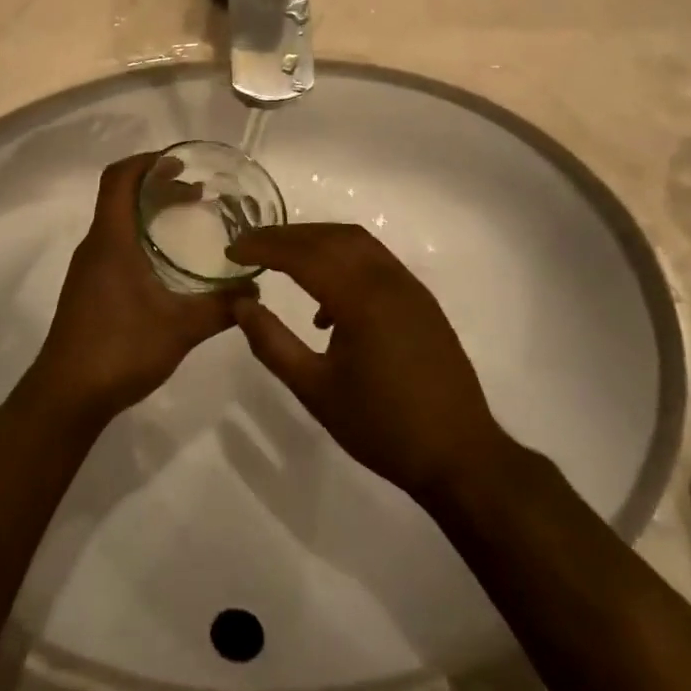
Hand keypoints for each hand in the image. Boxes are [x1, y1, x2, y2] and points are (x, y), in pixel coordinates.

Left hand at [26, 154, 244, 427]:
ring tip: (187, 219)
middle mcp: (95, 246)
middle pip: (121, 196)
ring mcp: (88, 268)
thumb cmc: (120, 349)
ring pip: (118, 222)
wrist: (67, 395)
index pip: (119, 179)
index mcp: (111, 240)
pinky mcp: (88, 289)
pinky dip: (142, 236)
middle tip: (197, 192)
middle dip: (157, 186)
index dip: (147, 162)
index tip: (181, 162)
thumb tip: (256, 289)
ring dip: (149, 212)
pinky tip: (167, 262)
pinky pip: (116, 245)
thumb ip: (221, 307)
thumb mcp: (181, 327)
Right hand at [228, 223, 502, 499]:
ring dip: (316, 241)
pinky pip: (375, 261)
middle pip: (330, 237)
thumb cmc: (382, 426)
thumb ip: (273, 344)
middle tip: (250, 245)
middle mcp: (387, 280)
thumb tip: (241, 304)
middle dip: (286, 236)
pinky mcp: (420, 300)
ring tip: (282, 260)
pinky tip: (326, 303)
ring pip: (356, 242)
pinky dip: (343, 259)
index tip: (232, 250)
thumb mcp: (315, 390)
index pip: (303, 255)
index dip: (264, 247)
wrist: (459, 454)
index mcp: (361, 299)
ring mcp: (409, 287)